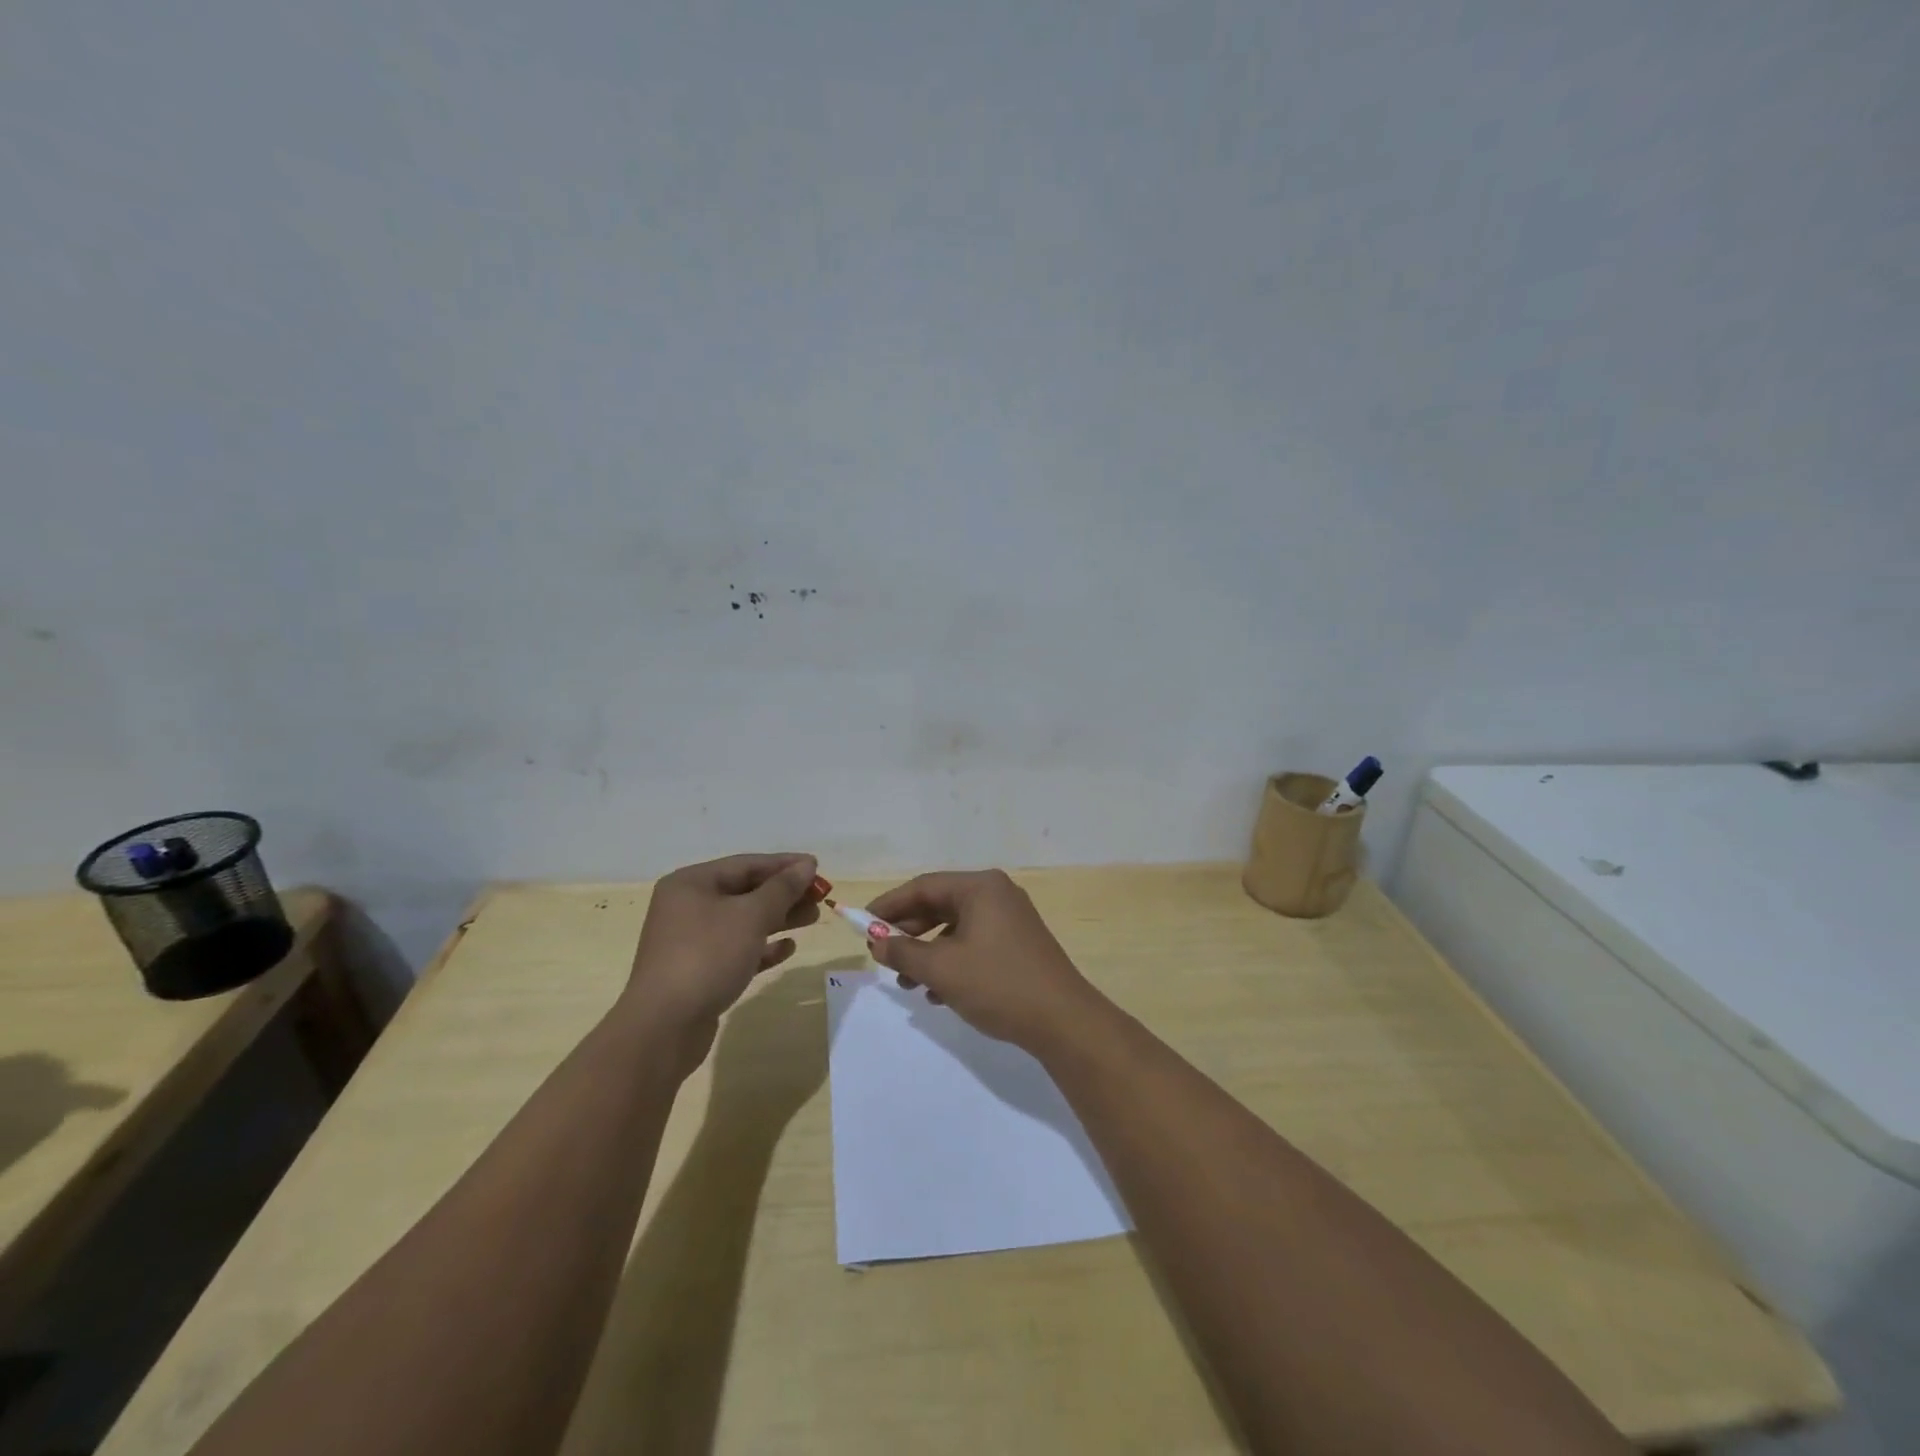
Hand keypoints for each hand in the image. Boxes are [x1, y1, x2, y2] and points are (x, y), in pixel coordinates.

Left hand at [622, 853, 819, 1067]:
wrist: (664, 1027)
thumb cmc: (707, 957)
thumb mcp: (750, 916)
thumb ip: (782, 889)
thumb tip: (806, 865)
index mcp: (691, 884)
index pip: (746, 865)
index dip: (784, 865)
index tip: (817, 868)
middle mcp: (687, 907)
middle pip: (745, 892)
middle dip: (784, 893)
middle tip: (820, 897)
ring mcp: (691, 941)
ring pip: (743, 921)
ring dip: (779, 919)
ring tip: (813, 918)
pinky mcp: (699, 972)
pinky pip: (737, 950)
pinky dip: (762, 947)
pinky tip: (788, 949)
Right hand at [864, 869, 1106, 1053]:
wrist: (1063, 1021)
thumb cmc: (998, 984)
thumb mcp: (942, 969)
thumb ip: (904, 953)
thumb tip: (878, 943)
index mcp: (980, 887)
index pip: (923, 886)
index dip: (889, 905)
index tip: (862, 924)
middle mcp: (996, 894)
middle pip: (940, 905)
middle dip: (908, 932)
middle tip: (882, 955)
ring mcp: (1010, 919)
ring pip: (956, 928)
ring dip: (928, 953)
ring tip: (906, 983)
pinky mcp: (1018, 944)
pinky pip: (974, 944)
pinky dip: (951, 962)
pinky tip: (937, 994)